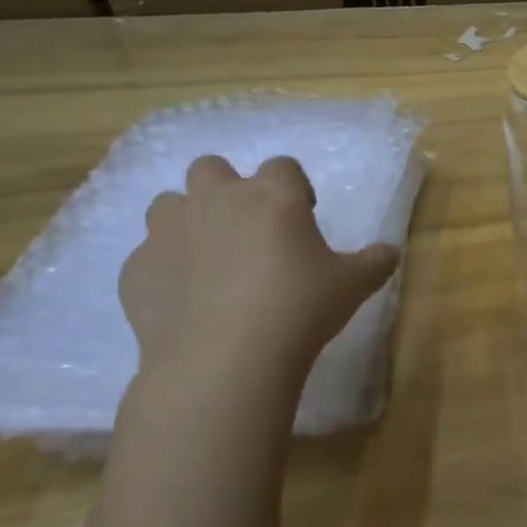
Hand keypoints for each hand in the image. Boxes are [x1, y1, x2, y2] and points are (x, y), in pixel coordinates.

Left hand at [120, 156, 399, 391]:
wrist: (226, 359)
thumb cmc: (300, 309)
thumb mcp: (353, 285)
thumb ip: (375, 262)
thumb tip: (390, 252)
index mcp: (271, 196)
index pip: (282, 166)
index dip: (293, 188)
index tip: (301, 217)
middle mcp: (216, 200)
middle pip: (211, 168)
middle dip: (226, 190)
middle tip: (247, 229)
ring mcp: (169, 232)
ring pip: (168, 205)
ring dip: (187, 221)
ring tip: (208, 260)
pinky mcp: (136, 270)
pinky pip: (147, 257)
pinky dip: (164, 270)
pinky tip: (184, 301)